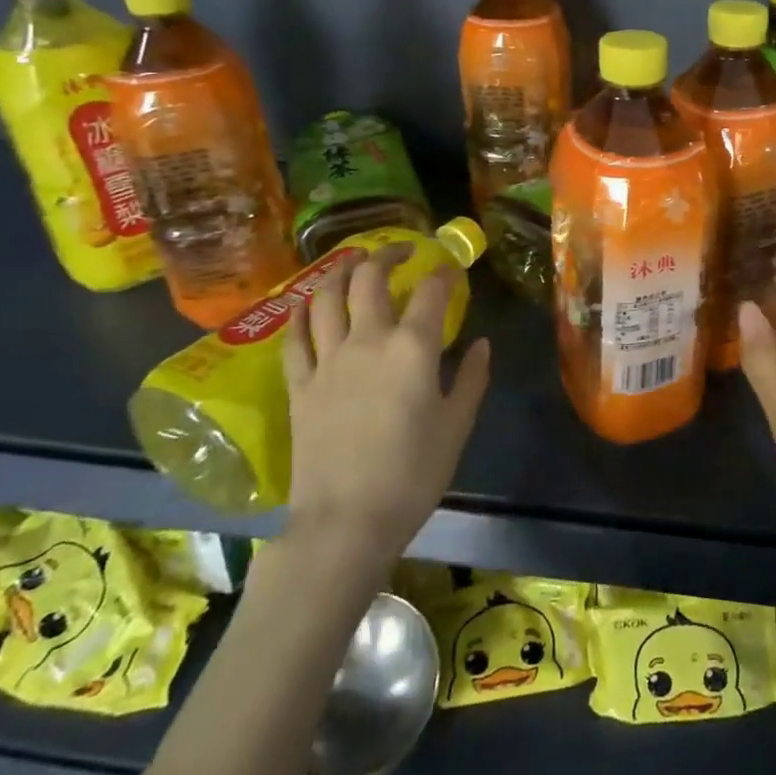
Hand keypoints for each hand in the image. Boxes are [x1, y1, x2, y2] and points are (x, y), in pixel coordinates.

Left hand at [281, 244, 491, 568]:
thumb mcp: (457, 426)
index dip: (445, 274)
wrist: (346, 521)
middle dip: (387, 256)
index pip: (432, 293)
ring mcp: (327, 360)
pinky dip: (302, 312)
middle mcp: (367, 341)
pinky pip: (295, 336)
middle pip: (370, 280)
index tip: (452, 270)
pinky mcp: (299, 384)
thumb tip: (481, 344)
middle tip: (400, 253)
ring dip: (340, 271)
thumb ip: (472, 378)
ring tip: (352, 262)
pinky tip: (308, 303)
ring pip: (325, 297)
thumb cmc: (413, 474)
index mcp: (413, 349)